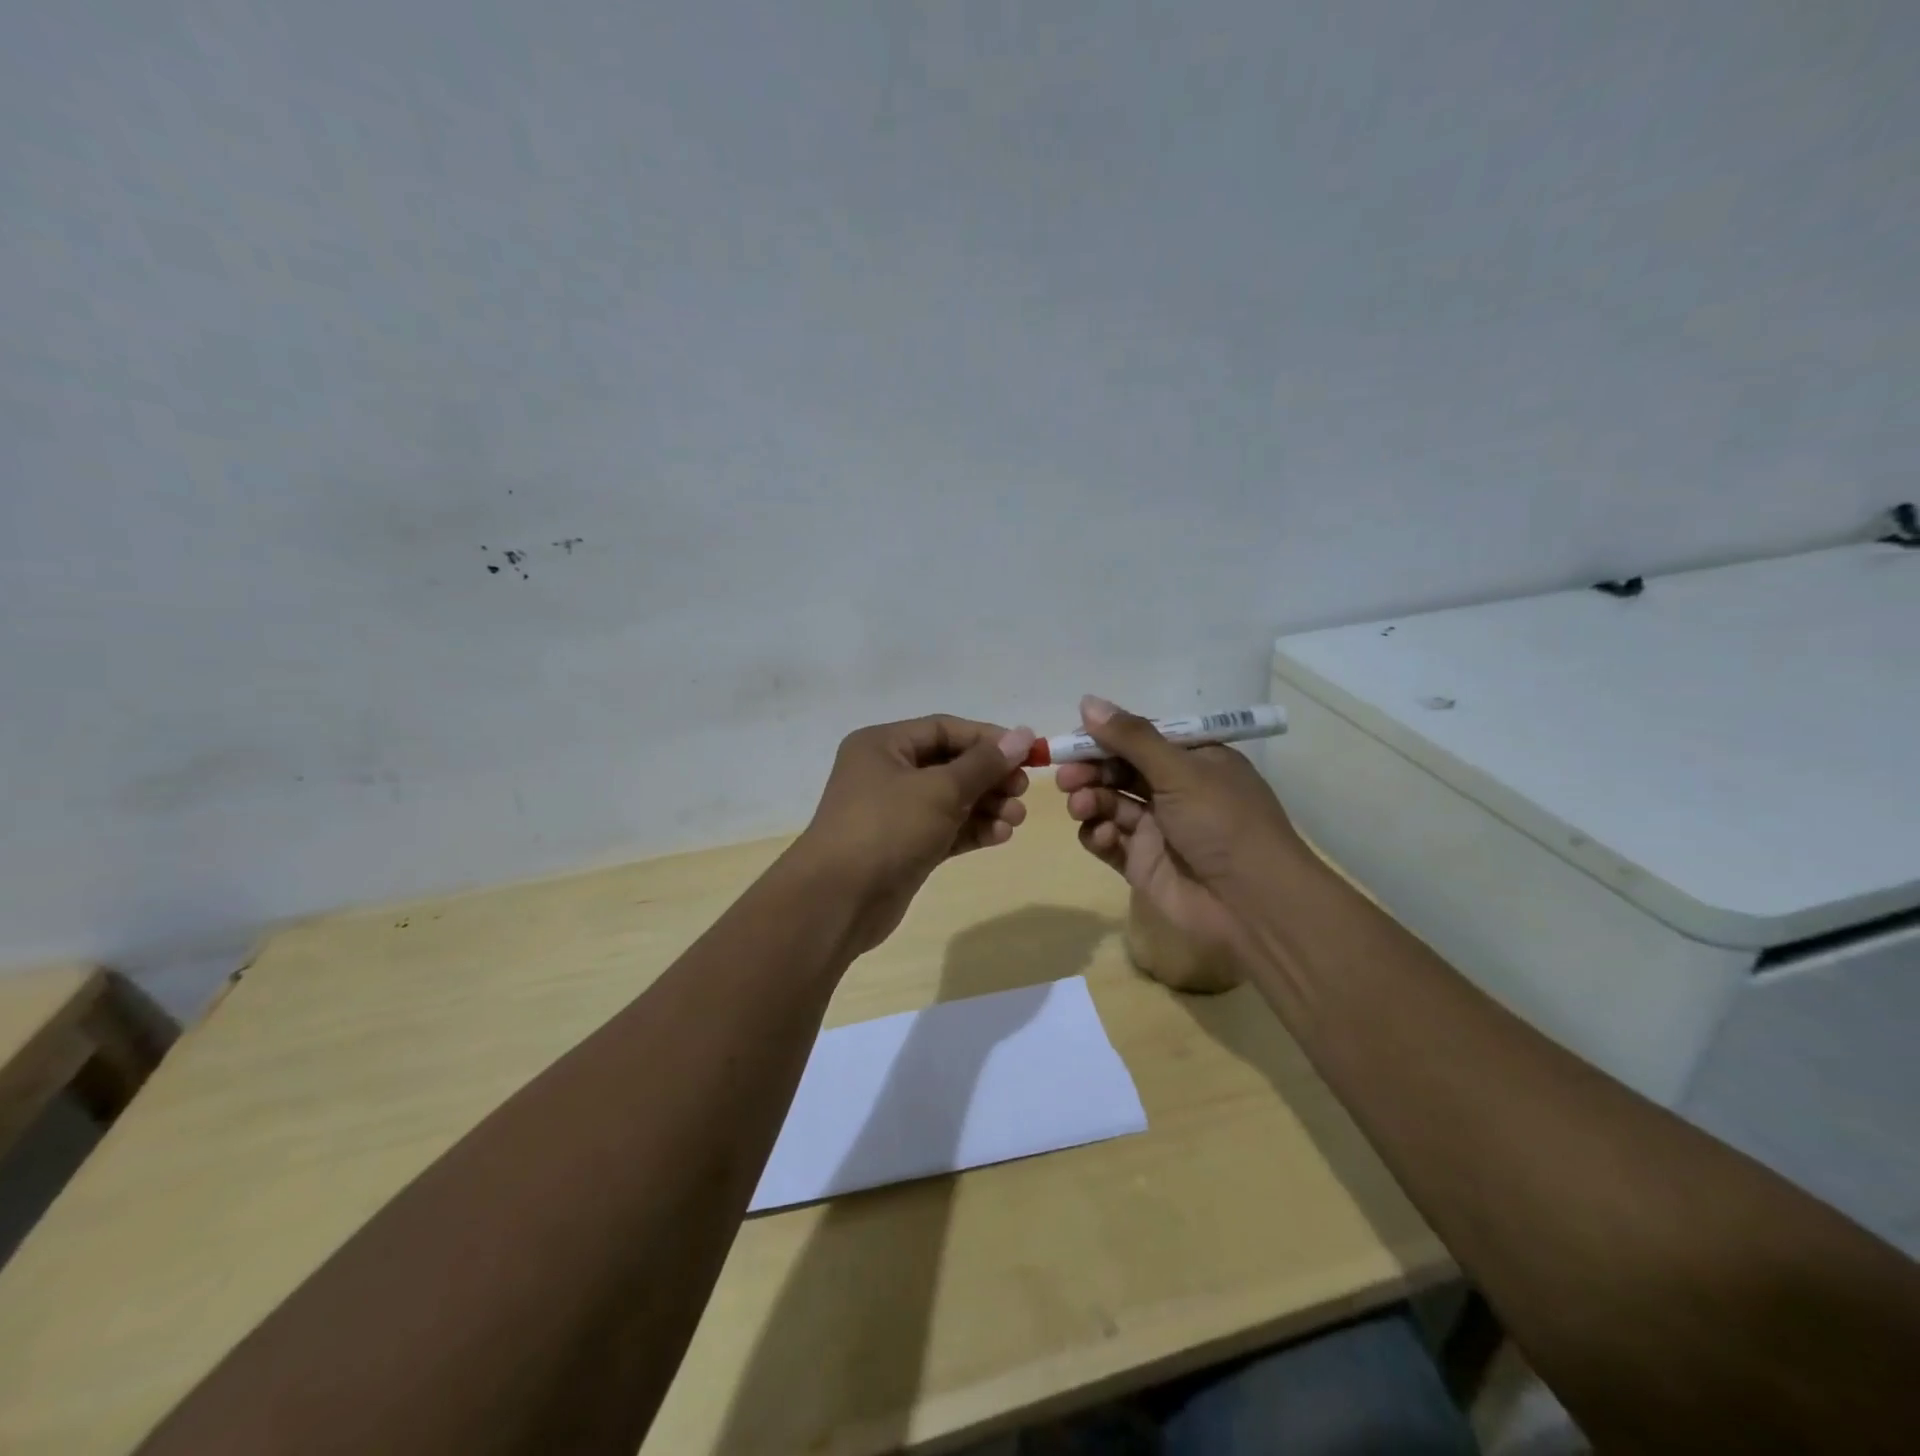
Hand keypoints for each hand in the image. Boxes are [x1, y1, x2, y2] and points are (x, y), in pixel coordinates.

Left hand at [797, 715, 1035, 953]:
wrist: (839, 900)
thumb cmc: (887, 828)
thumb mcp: (940, 789)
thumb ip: (984, 764)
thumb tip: (1022, 735)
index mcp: (883, 745)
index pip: (945, 730)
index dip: (988, 739)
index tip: (1028, 753)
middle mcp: (886, 772)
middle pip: (950, 765)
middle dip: (990, 777)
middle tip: (1022, 791)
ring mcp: (894, 812)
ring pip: (950, 800)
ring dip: (986, 806)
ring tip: (1016, 819)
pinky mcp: (904, 846)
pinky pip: (945, 829)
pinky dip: (972, 830)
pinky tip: (1000, 836)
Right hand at [1057, 696, 1309, 960]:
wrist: (1252, 903)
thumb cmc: (1223, 822)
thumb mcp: (1180, 770)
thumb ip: (1131, 738)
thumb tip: (1087, 701)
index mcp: (1193, 761)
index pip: (1140, 739)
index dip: (1106, 737)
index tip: (1074, 738)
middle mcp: (1174, 790)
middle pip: (1119, 770)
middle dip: (1090, 770)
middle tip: (1066, 776)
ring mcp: (1156, 828)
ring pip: (1109, 804)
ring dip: (1089, 800)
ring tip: (1081, 806)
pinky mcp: (1141, 863)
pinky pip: (1108, 841)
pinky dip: (1098, 834)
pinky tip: (1101, 836)